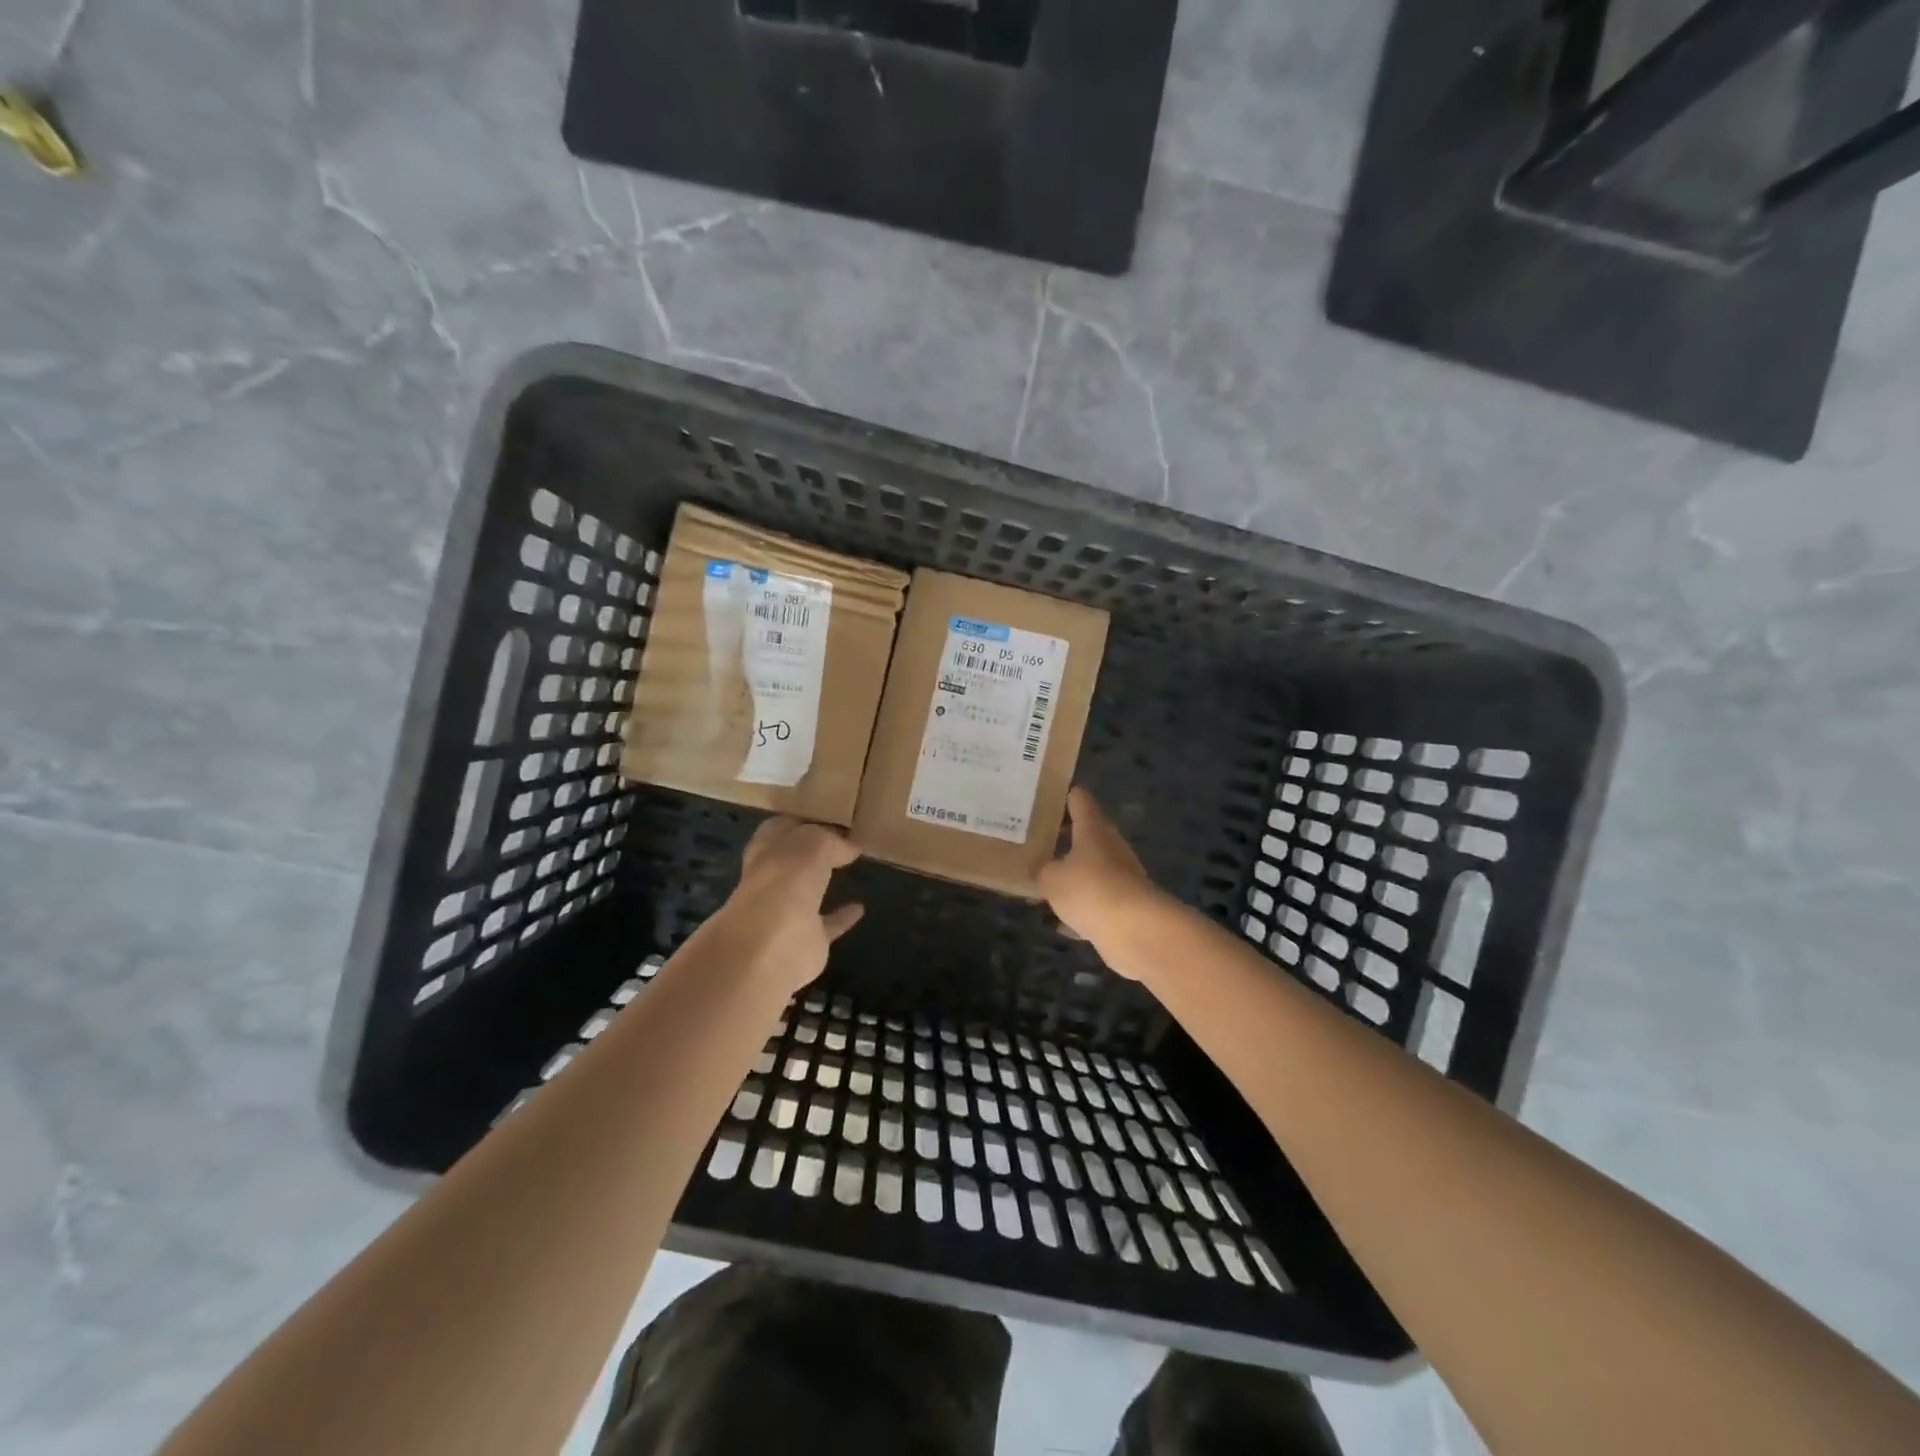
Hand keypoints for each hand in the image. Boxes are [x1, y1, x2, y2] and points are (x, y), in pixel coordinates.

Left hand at [709, 816, 863, 995]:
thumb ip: (831, 841)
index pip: (781, 828)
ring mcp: (786, 911)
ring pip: (807, 892)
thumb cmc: (786, 881)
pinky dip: (842, 917)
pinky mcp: (805, 940)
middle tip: (846, 837)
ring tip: (853, 866)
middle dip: (812, 850)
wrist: (773, 945)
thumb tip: (849, 845)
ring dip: (824, 882)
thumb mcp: (813, 844)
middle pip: (793, 860)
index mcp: (766, 850)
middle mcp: (772, 879)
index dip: (803, 820)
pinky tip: (861, 907)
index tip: (831, 814)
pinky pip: (827, 924)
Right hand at [1037, 788, 1164, 963]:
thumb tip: (1043, 871)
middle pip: (1086, 834)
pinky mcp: (1125, 906)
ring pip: (1091, 870)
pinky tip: (1061, 923)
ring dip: (1072, 876)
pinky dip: (1081, 909)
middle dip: (1062, 838)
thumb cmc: (1090, 890)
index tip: (1043, 797)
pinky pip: (1097, 902)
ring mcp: (1121, 876)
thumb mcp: (1051, 879)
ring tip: (1042, 882)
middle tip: (1033, 841)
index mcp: (1093, 829)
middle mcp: (1110, 847)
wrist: (1137, 931)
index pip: (1079, 799)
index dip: (1063, 795)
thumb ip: (1042, 871)